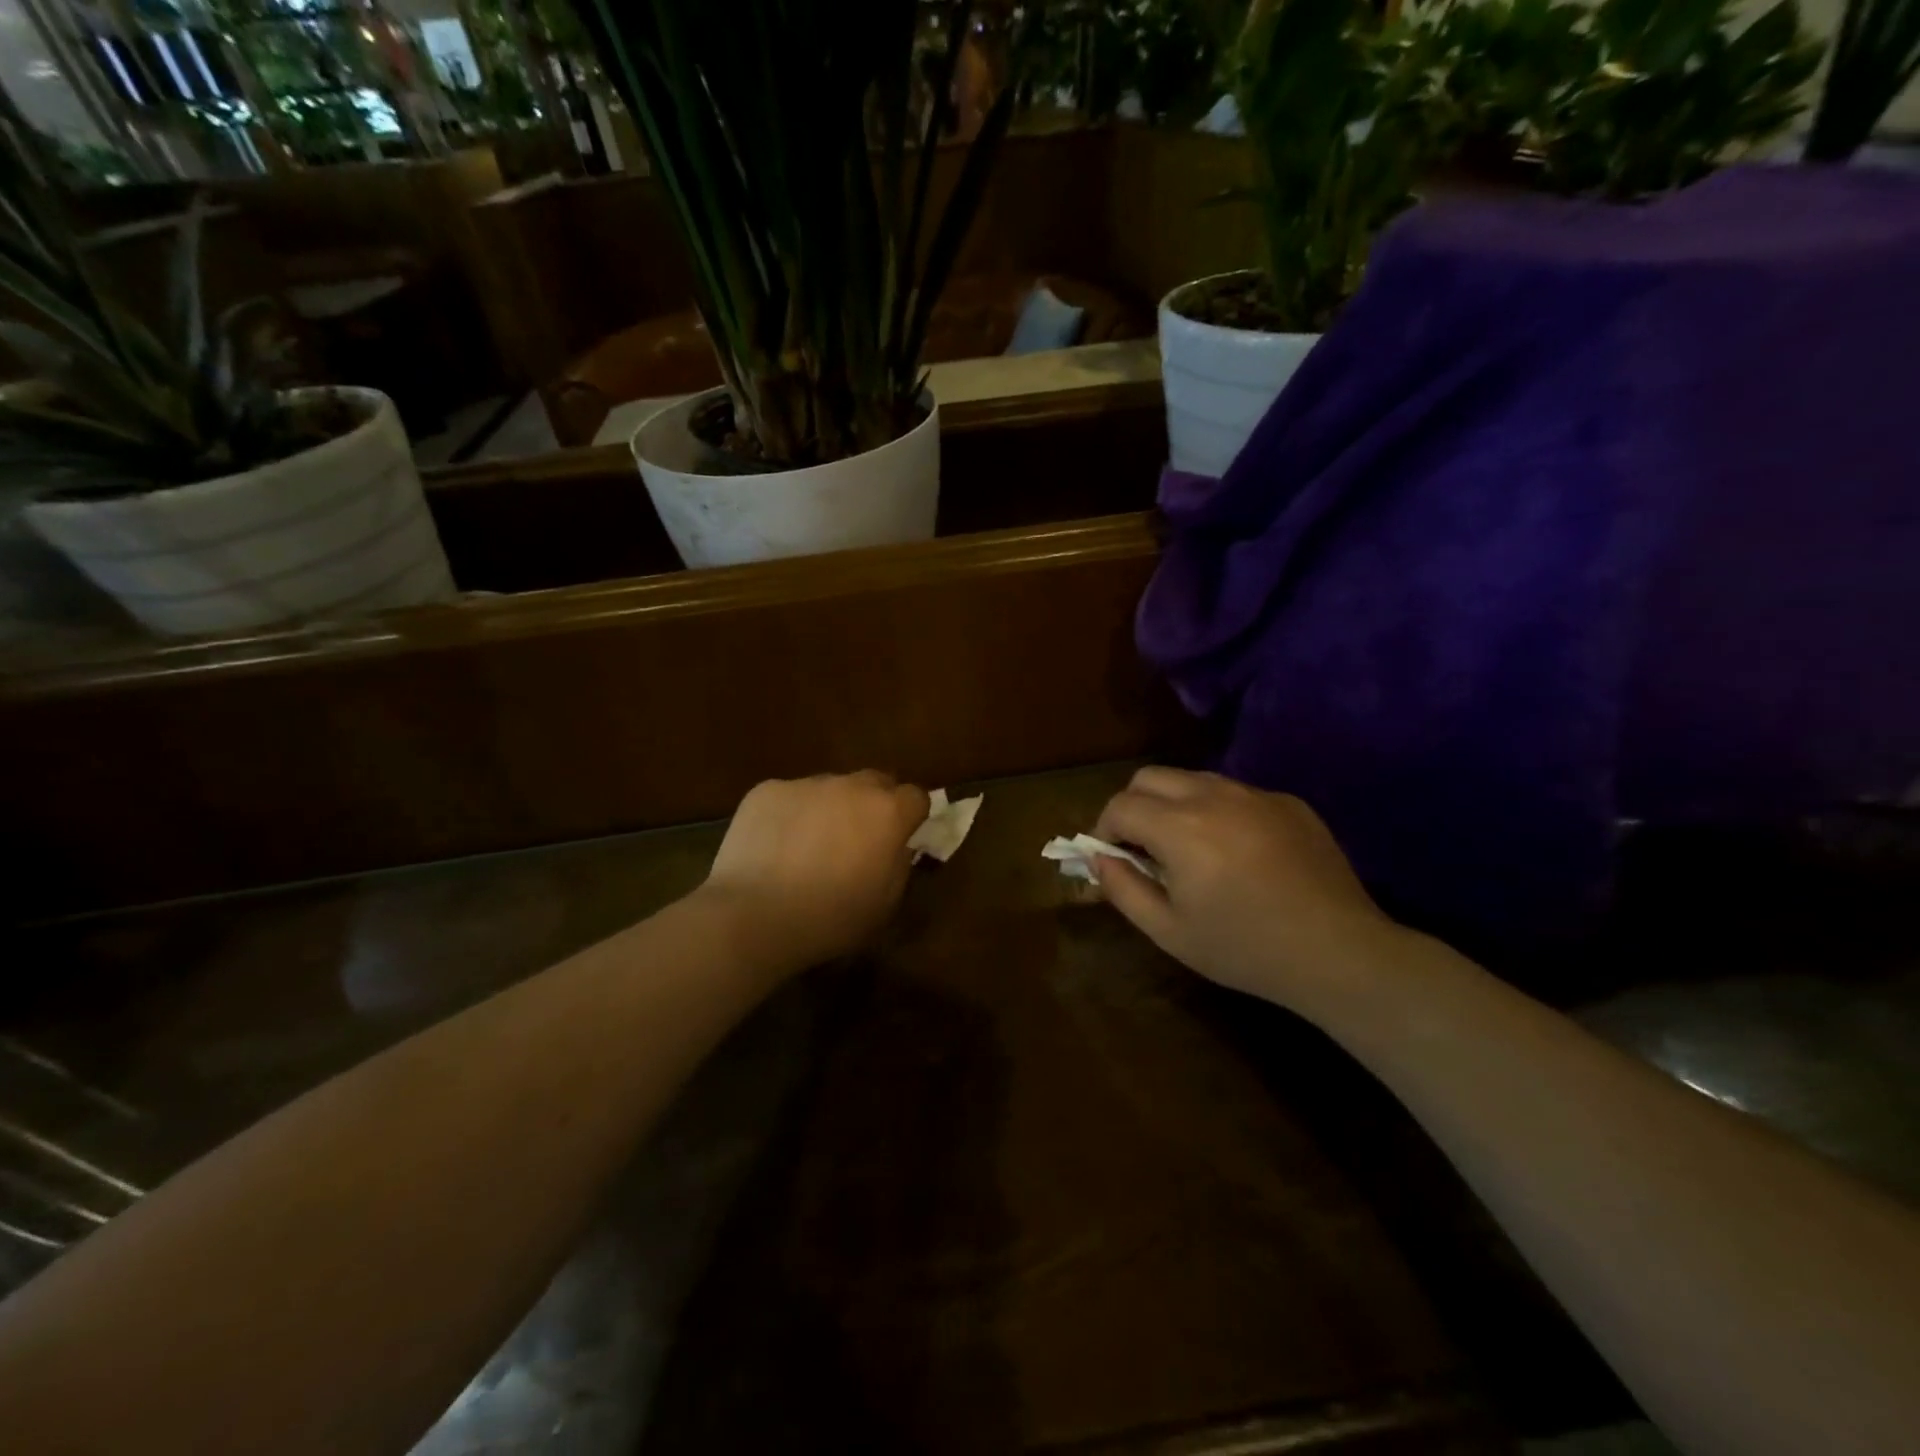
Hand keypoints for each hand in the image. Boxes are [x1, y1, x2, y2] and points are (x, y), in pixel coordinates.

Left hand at [699, 771, 929, 975]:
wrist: (754, 916)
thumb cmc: (830, 919)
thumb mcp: (886, 903)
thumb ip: (900, 865)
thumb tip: (897, 846)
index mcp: (888, 813)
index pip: (916, 797)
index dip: (911, 817)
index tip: (901, 838)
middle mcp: (851, 786)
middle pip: (875, 782)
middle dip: (874, 804)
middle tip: (858, 839)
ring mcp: (807, 784)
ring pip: (830, 788)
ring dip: (830, 808)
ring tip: (809, 846)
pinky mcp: (767, 790)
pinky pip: (790, 796)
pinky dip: (791, 814)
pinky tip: (775, 846)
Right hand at [1090, 767, 1400, 1011]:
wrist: (1338, 952)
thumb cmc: (1244, 948)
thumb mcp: (1169, 931)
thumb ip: (1123, 889)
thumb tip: (1100, 858)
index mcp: (1180, 827)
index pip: (1121, 806)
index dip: (1104, 829)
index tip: (1111, 857)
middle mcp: (1214, 796)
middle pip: (1151, 777)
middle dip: (1133, 806)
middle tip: (1142, 847)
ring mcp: (1256, 794)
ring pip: (1194, 779)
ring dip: (1175, 804)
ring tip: (1189, 849)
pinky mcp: (1289, 802)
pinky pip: (1237, 793)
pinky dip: (1219, 811)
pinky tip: (1239, 853)